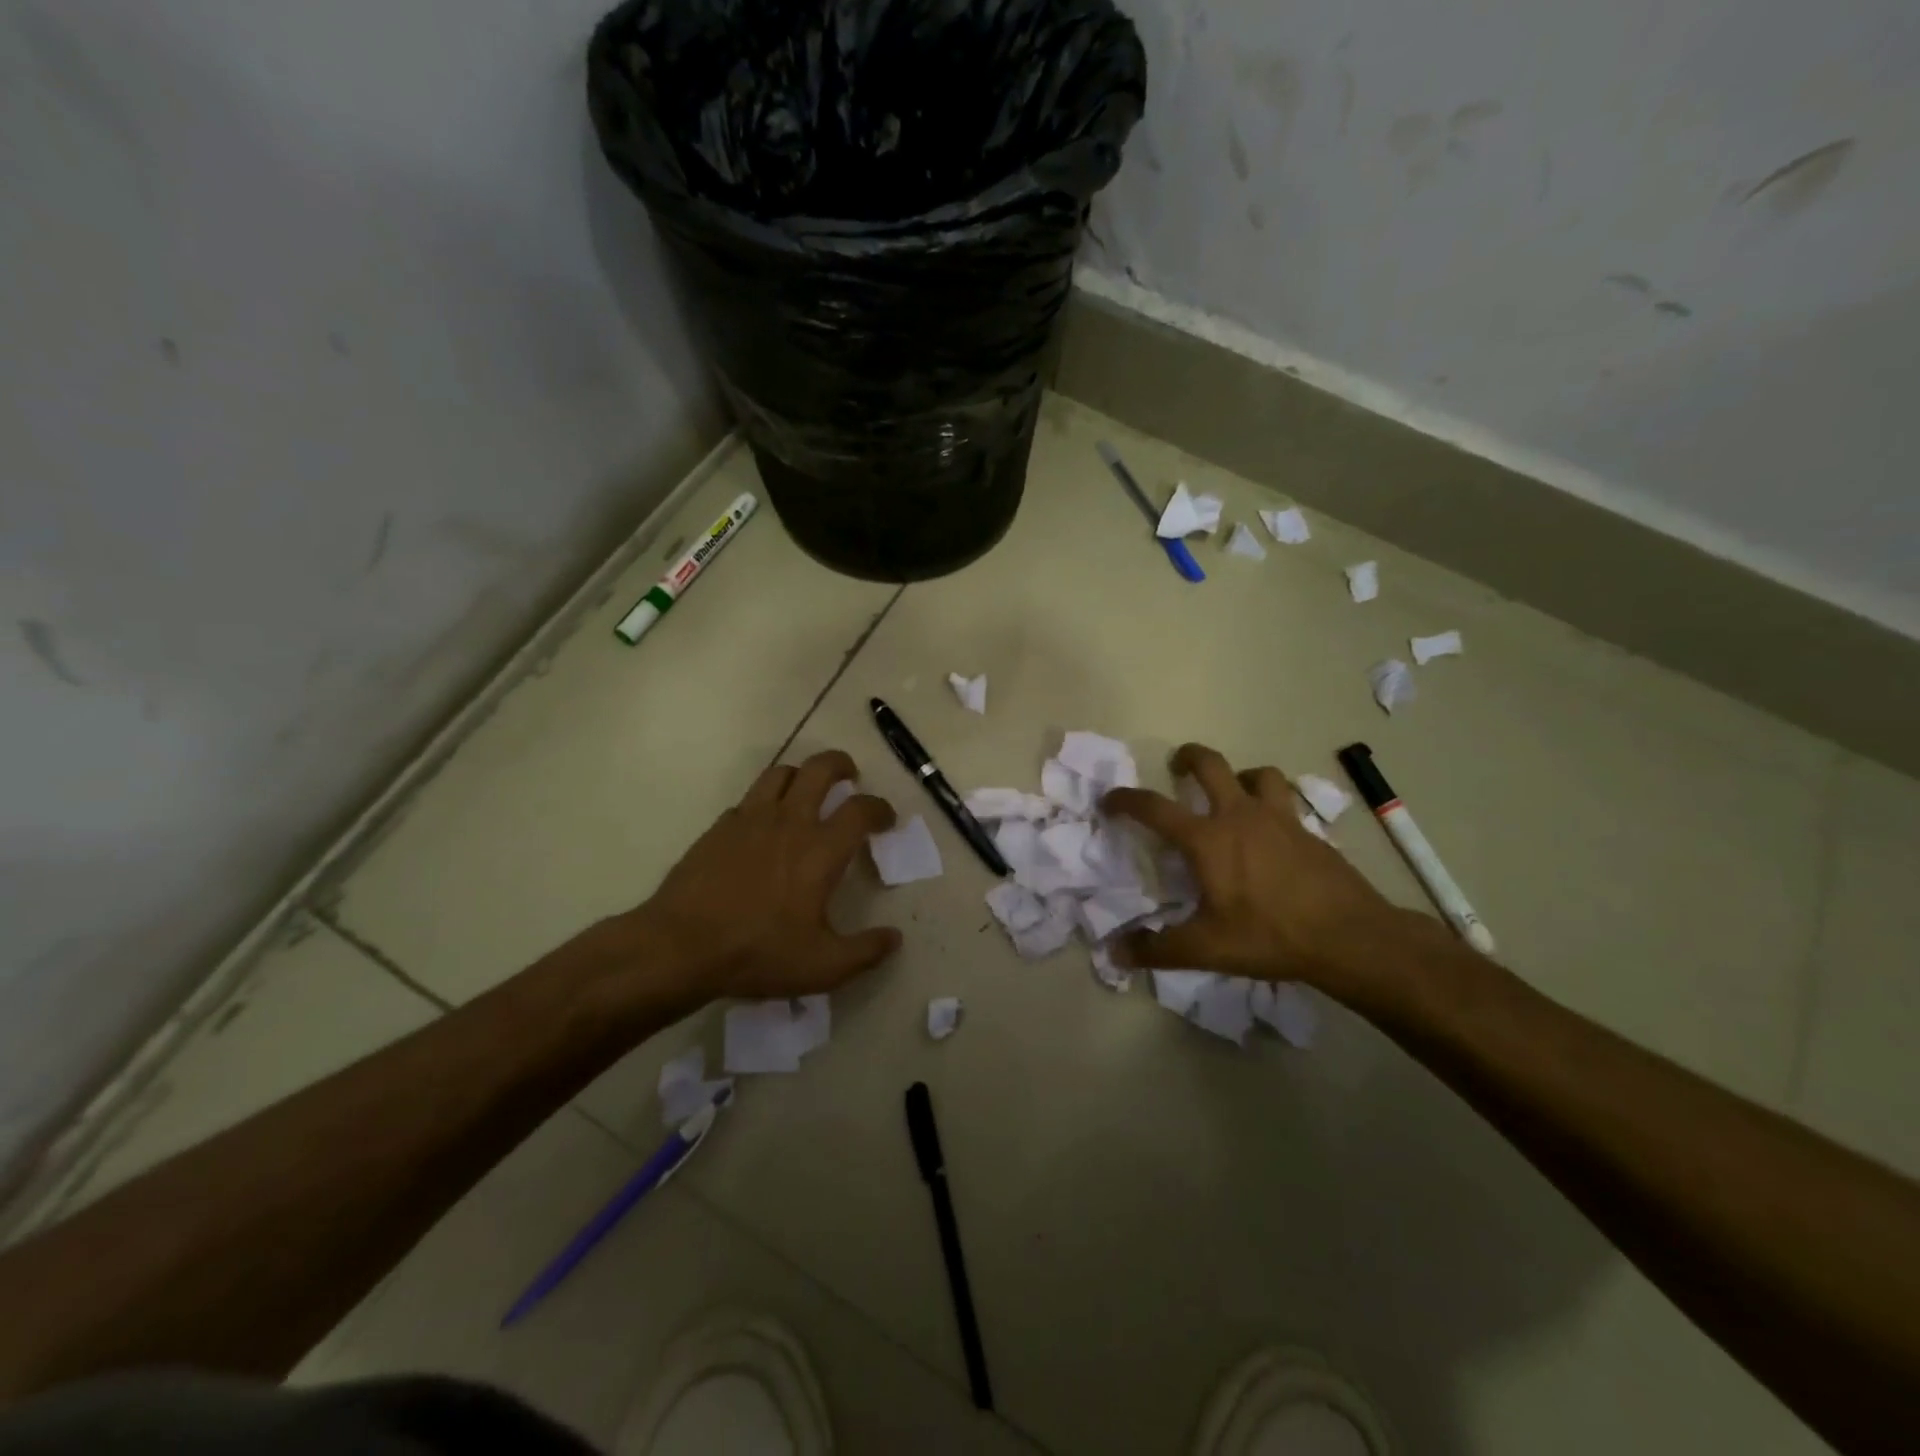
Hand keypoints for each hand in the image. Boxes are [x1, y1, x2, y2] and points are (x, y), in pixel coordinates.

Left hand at [621, 750, 903, 1003]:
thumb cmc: (758, 953)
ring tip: (807, 789)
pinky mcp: (719, 827)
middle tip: (849, 777)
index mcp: (820, 850)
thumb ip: (865, 952)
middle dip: (841, 764)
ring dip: (801, 774)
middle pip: (820, 768)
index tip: (885, 819)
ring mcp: (750, 819)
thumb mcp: (823, 967)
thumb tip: (894, 938)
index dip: (880, 808)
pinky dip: (766, 801)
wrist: (680, 947)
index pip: (861, 809)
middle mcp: (789, 822)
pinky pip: (749, 799)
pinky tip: (763, 824)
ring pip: (781, 772)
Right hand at [1103, 743, 1438, 1009]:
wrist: (1350, 936)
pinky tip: (1272, 832)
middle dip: (1188, 757)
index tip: (1110, 800)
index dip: (1126, 799)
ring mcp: (1280, 819)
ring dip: (1240, 776)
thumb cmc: (1270, 936)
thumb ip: (1157, 949)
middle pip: (1211, 764)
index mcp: (1208, 839)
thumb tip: (1115, 953)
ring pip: (1258, 774)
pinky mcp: (1309, 832)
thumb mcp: (1206, 949)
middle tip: (1177, 767)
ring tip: (1233, 792)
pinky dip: (1272, 804)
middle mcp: (1240, 816)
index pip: (1155, 808)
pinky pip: (1286, 802)